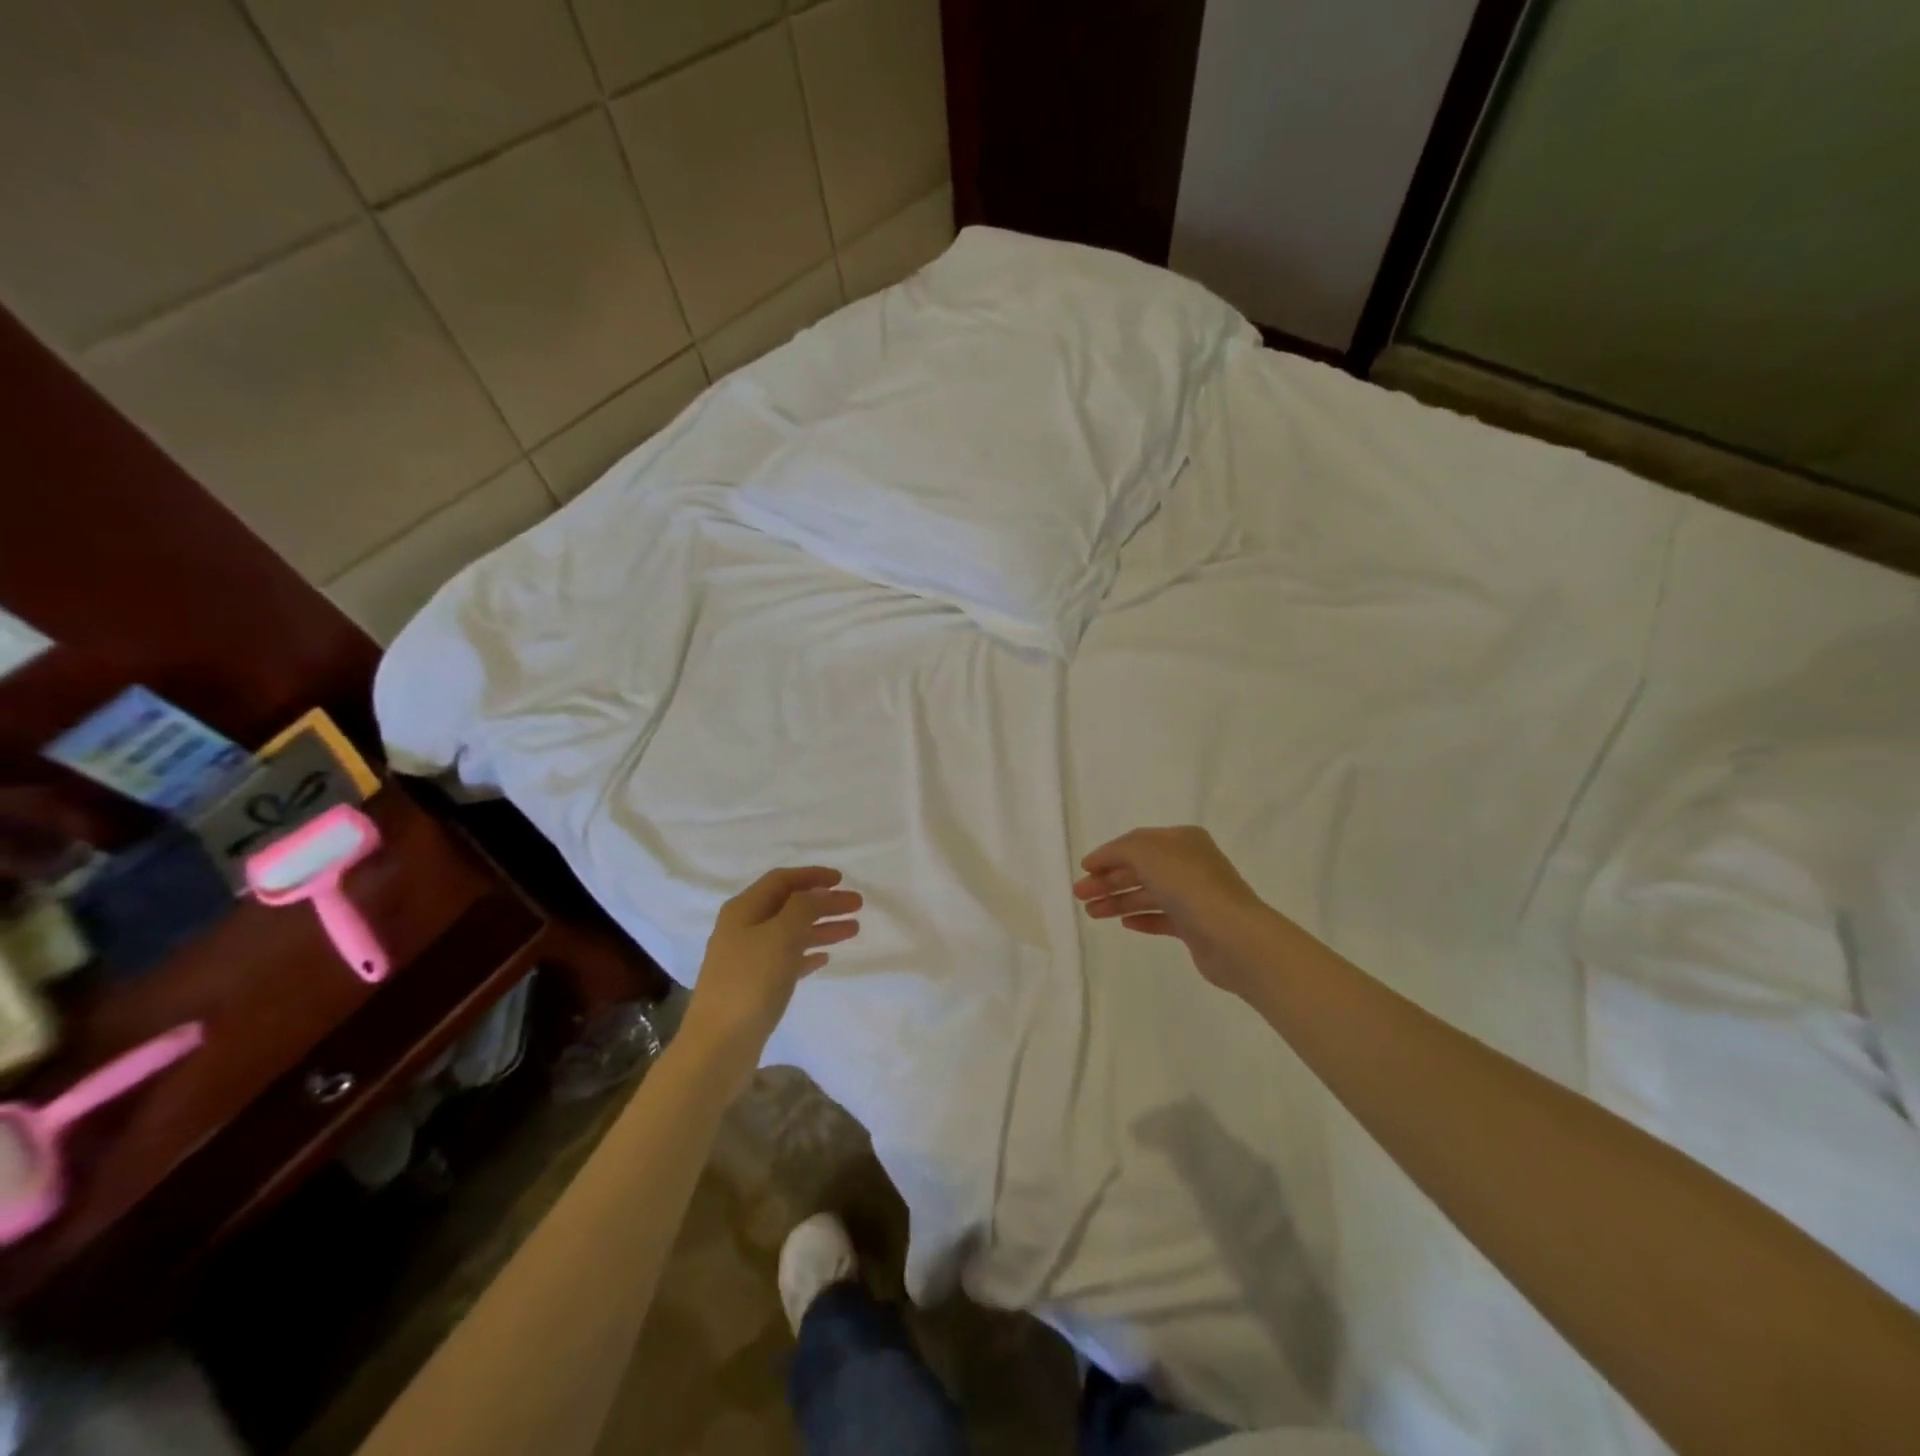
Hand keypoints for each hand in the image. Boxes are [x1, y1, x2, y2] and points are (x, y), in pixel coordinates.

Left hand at [683, 867, 860, 1076]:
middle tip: (857, 907)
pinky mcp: (753, 986)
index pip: (781, 880)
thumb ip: (804, 907)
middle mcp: (743, 929)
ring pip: (790, 933)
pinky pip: (786, 960)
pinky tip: (825, 958)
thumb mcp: (781, 935)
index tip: (843, 880)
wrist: (719, 1046)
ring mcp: (747, 959)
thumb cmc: (751, 982)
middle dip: (823, 903)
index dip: (812, 876)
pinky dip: (807, 954)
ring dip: (821, 927)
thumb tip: (819, 892)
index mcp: (743, 910)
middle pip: (789, 906)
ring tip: (853, 931)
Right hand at [1073, 826, 1273, 997]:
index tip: (1083, 870)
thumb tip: (1102, 861)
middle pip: (1140, 869)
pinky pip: (1162, 918)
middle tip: (1080, 896)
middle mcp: (1189, 864)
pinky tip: (1124, 925)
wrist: (1233, 936)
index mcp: (1182, 840)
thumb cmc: (1188, 884)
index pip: (1137, 842)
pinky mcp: (1196, 926)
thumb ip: (1119, 850)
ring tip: (1092, 914)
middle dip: (1108, 880)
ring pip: (1148, 894)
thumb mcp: (1146, 852)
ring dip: (1118, 901)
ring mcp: (1194, 896)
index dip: (1108, 854)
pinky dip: (1142, 918)